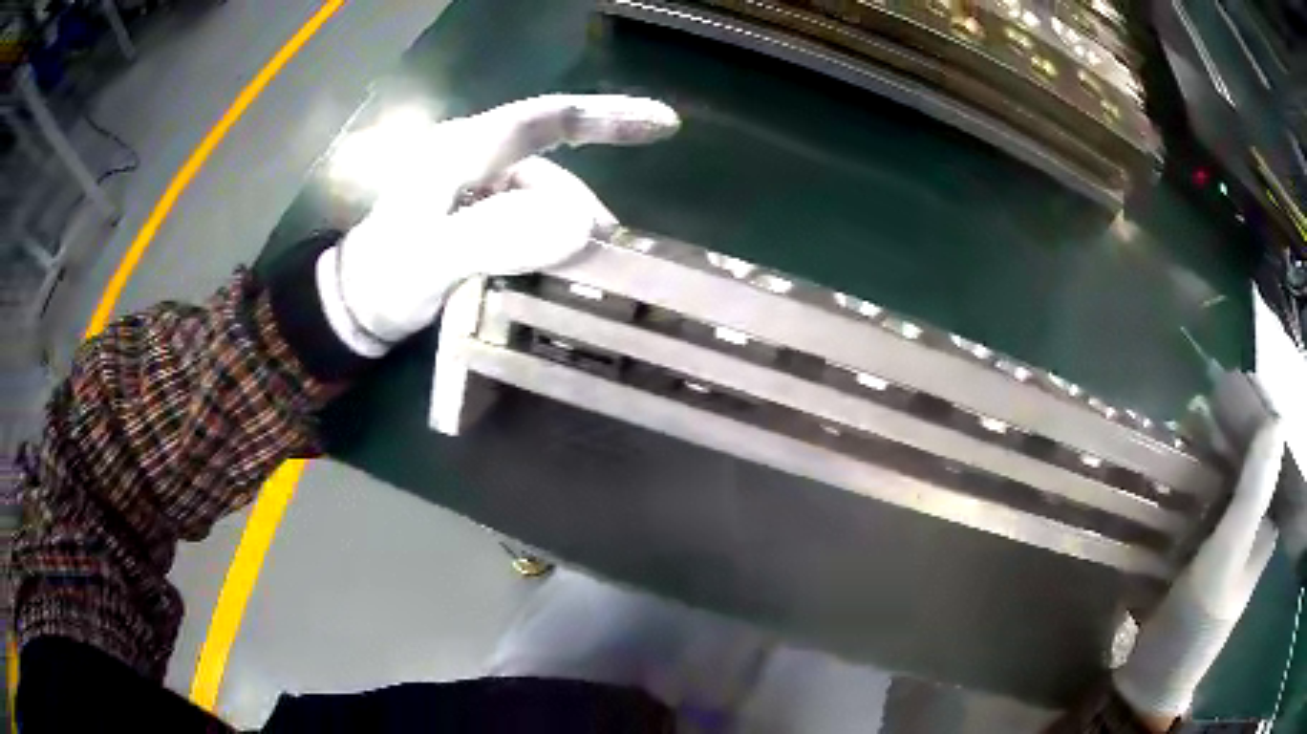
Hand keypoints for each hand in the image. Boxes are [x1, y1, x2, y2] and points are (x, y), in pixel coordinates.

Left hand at [317, 94, 679, 355]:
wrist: (352, 306)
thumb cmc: (385, 279)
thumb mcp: (431, 260)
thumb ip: (495, 237)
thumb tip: (580, 225)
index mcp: (462, 151)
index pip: (544, 119)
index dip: (606, 117)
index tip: (664, 125)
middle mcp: (474, 159)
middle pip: (550, 169)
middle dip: (581, 211)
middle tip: (604, 262)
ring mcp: (475, 188)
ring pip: (541, 200)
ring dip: (564, 234)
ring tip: (576, 279)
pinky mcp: (476, 215)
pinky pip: (527, 219)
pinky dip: (547, 244)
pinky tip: (551, 273)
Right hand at [1113, 419, 1284, 726]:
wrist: (1150, 678)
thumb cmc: (1197, 620)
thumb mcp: (1228, 556)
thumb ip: (1254, 491)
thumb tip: (1276, 417)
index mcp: (1263, 523)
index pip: (1266, 452)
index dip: (1252, 416)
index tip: (1227, 388)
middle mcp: (1247, 524)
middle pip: (1241, 462)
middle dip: (1223, 432)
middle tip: (1196, 409)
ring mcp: (1219, 539)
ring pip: (1216, 479)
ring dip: (1200, 454)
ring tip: (1179, 429)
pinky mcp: (1193, 552)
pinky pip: (1195, 503)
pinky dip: (1183, 483)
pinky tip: (1167, 470)